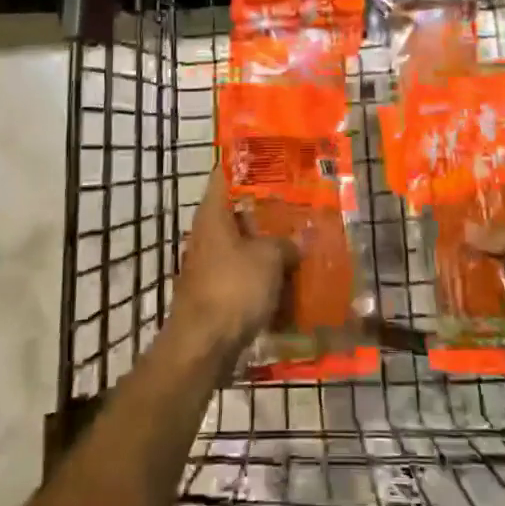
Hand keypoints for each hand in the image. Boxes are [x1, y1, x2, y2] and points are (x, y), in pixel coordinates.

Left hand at [167, 171, 295, 359]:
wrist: (202, 347)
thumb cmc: (233, 288)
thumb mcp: (269, 259)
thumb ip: (287, 243)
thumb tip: (302, 238)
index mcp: (213, 213)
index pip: (224, 175)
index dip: (246, 164)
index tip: (272, 158)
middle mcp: (207, 233)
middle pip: (238, 211)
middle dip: (266, 209)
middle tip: (298, 202)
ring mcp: (210, 264)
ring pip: (243, 245)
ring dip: (267, 244)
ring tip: (300, 239)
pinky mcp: (216, 292)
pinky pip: (244, 274)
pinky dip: (263, 274)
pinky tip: (289, 277)